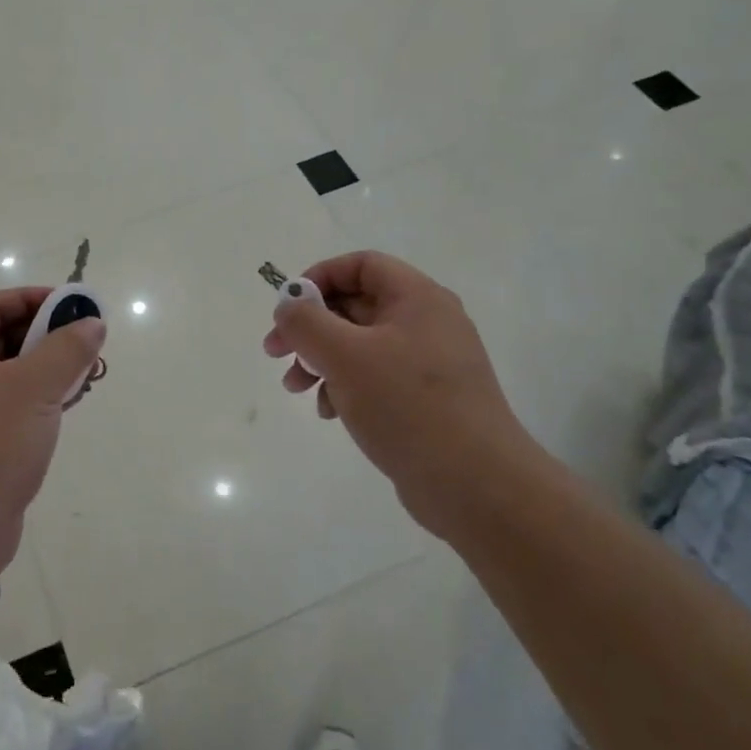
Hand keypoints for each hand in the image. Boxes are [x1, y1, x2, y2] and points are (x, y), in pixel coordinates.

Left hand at [0, 288, 105, 576]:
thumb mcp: (35, 388)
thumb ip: (66, 349)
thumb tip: (92, 322)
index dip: (30, 298)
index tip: (70, 306)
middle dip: (44, 335)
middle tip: (84, 342)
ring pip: (7, 374)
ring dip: (45, 368)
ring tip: (84, 375)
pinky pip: (7, 405)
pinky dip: (36, 398)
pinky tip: (66, 407)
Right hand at [263, 251, 542, 536]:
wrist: (475, 484)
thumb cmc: (407, 406)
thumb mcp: (344, 356)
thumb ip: (306, 322)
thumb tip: (288, 306)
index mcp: (417, 299)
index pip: (361, 265)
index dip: (318, 277)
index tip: (287, 308)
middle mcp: (427, 322)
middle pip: (355, 305)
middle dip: (310, 327)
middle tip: (275, 353)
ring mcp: (429, 363)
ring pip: (360, 345)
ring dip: (321, 360)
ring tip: (296, 388)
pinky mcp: (427, 399)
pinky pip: (376, 377)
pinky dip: (346, 386)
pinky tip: (331, 412)